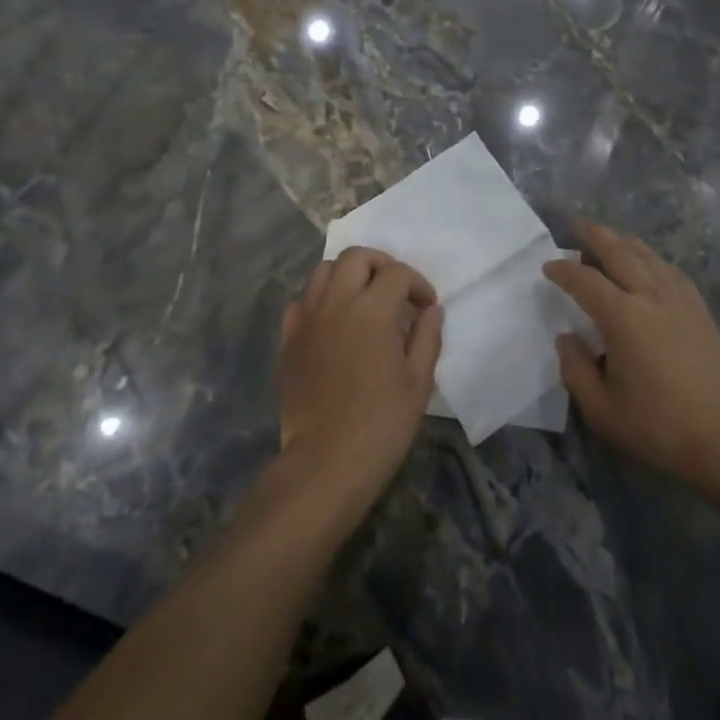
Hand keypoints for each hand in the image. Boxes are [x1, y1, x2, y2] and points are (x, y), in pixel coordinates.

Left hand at [276, 248, 442, 527]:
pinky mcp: (288, 339)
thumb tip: (430, 310)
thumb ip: (427, 336)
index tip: (425, 306)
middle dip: (381, 265)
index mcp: (371, 310)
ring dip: (347, 275)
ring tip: (363, 299)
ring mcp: (307, 319)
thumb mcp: (418, 381)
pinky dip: (321, 299)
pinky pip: (302, 301)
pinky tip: (334, 322)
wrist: (325, 462)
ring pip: (323, 271)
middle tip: (395, 291)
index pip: (397, 273)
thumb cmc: (381, 423)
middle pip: (356, 257)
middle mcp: (335, 303)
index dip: (417, 284)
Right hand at [545, 222, 719, 494]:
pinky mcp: (699, 308)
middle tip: (576, 225)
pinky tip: (648, 262)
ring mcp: (679, 298)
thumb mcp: (602, 410)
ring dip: (623, 241)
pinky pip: (670, 269)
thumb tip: (567, 338)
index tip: (548, 267)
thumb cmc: (659, 426)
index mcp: (623, 317)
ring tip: (608, 237)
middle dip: (595, 235)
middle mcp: (650, 296)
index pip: (585, 281)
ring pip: (647, 255)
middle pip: (619, 252)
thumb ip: (576, 369)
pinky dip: (651, 257)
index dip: (563, 270)